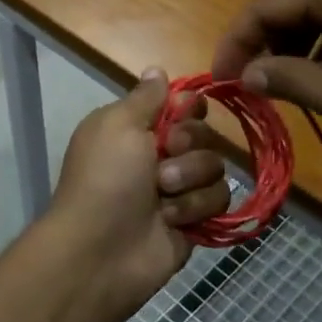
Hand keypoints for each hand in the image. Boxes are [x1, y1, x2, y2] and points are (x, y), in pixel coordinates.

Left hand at [42, 70, 231, 313]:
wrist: (102, 251)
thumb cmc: (106, 178)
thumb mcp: (118, 124)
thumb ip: (146, 97)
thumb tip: (156, 69)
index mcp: (136, 128)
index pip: (181, 105)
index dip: (188, 108)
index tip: (182, 114)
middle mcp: (159, 155)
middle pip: (203, 133)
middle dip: (187, 147)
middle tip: (162, 162)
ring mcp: (178, 189)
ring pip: (215, 167)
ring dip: (189, 181)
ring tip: (162, 198)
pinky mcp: (194, 220)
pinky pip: (219, 200)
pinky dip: (196, 208)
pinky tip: (172, 220)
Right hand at [212, 0, 321, 169]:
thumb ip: (291, 82)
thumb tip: (248, 75)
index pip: (266, 4)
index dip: (236, 41)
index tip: (220, 79)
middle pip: (292, 2)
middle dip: (265, 43)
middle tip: (251, 86)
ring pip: (321, 11)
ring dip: (296, 46)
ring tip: (288, 88)